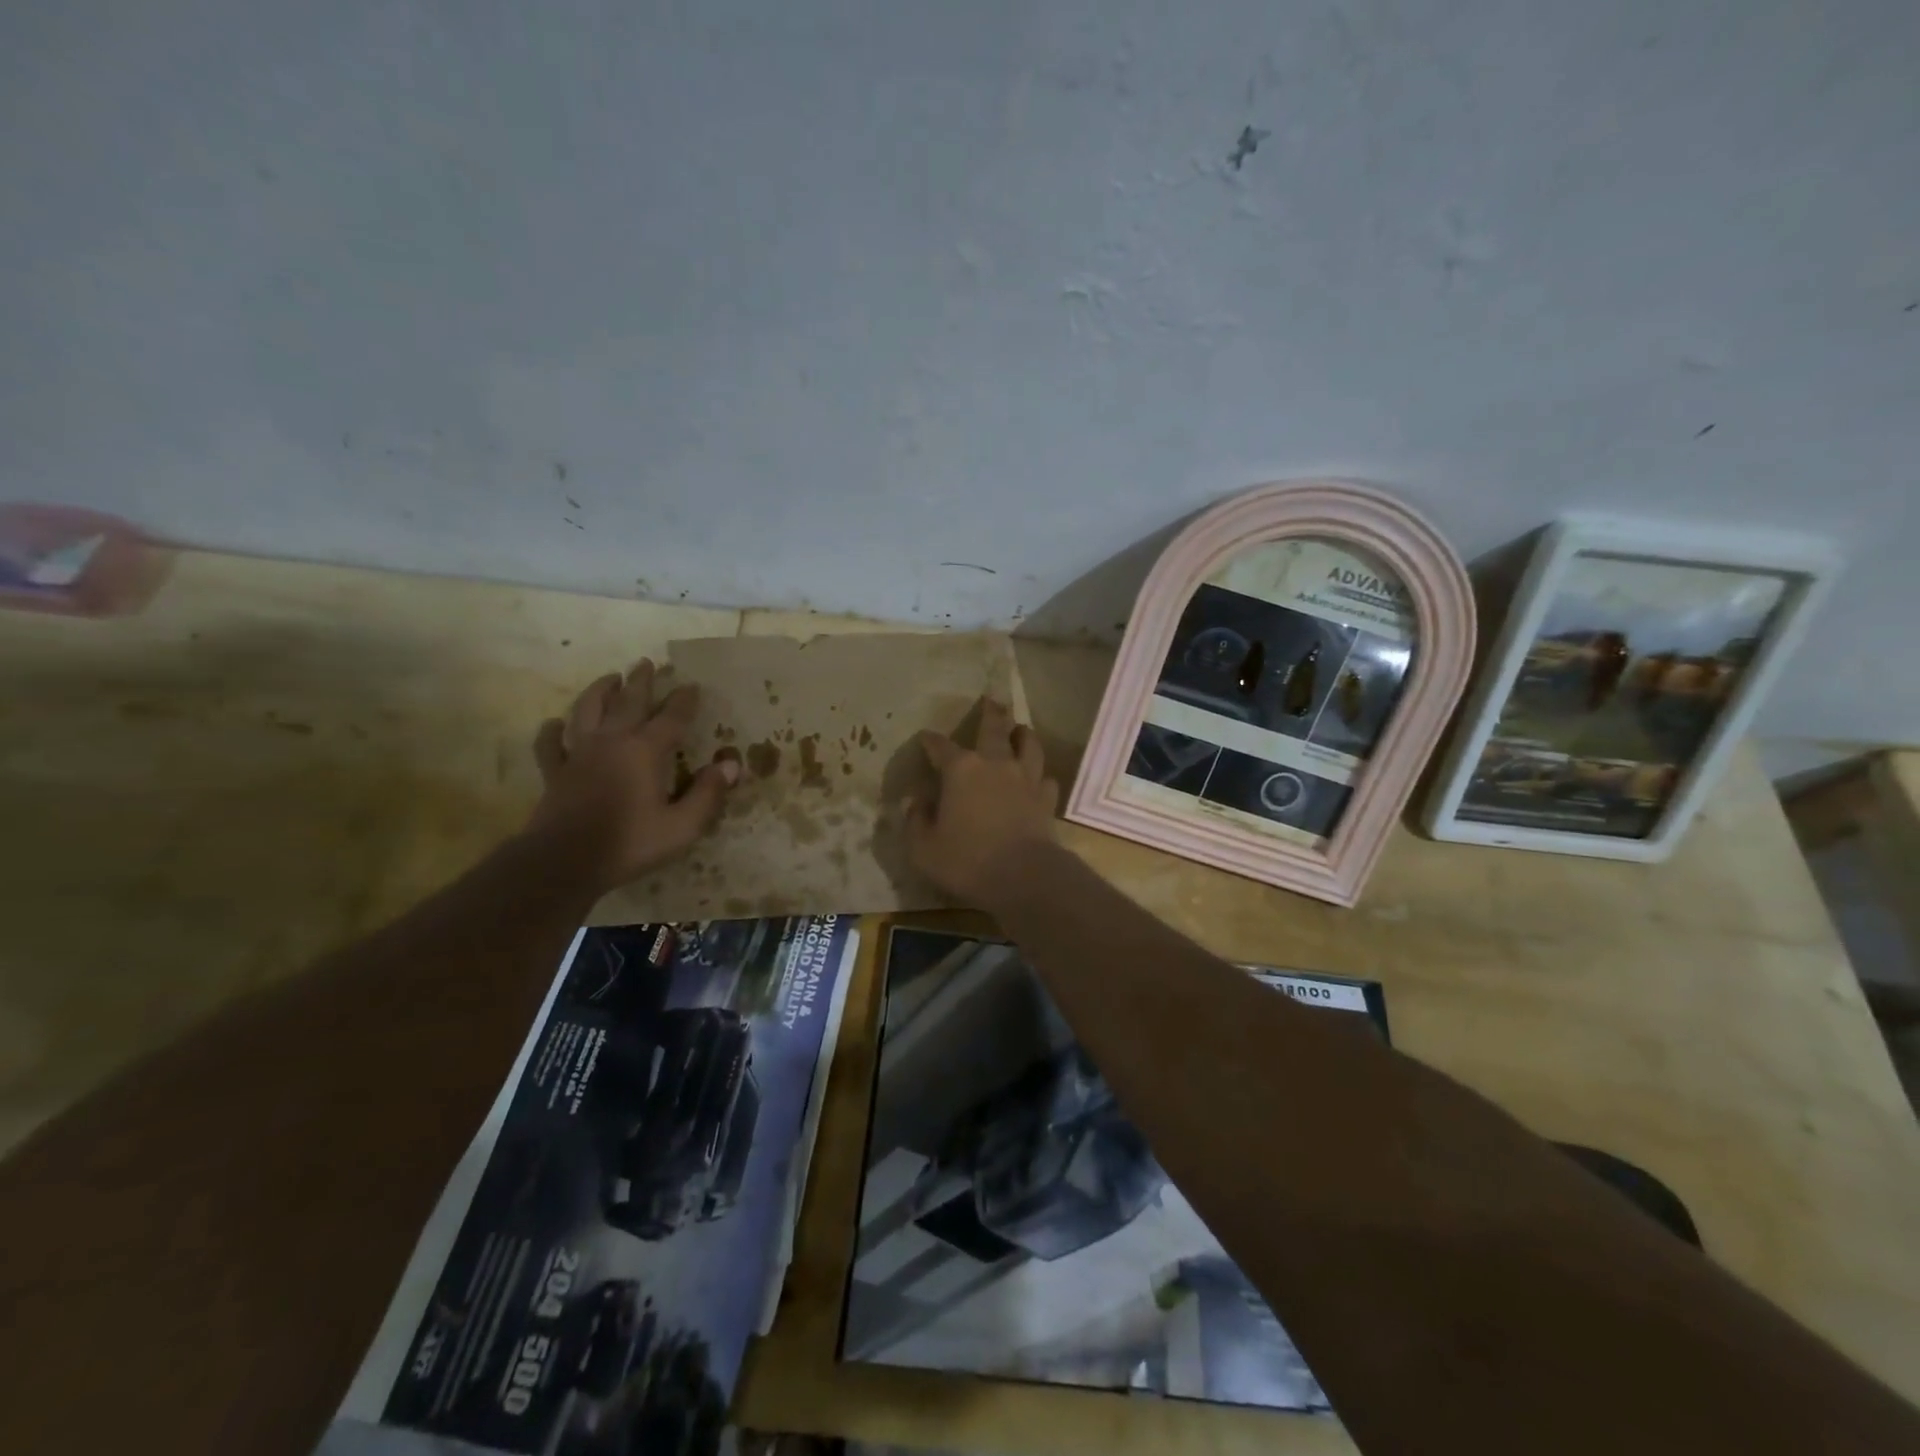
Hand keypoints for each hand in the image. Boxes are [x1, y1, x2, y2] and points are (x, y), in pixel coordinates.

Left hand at [527, 660, 737, 890]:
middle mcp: (612, 741)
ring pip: (587, 711)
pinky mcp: (555, 772)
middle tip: (646, 662)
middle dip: (641, 681)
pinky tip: (555, 724)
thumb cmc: (629, 843)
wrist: (564, 863)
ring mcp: (579, 754)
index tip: (692, 685)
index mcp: (645, 751)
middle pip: (627, 701)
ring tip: (609, 678)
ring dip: (599, 691)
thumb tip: (730, 765)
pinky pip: (551, 744)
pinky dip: (553, 731)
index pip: (671, 717)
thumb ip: (707, 794)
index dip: (684, 700)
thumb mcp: (682, 826)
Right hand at [905, 698, 1059, 905]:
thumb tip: (915, 803)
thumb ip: (915, 821)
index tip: (926, 738)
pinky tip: (1037, 779)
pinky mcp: (1046, 798)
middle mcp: (995, 764)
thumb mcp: (923, 848)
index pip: (941, 746)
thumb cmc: (966, 860)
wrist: (1023, 876)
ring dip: (1023, 734)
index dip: (931, 741)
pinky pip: (1046, 778)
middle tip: (992, 699)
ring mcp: (1025, 779)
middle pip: (994, 728)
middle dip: (990, 713)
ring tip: (1020, 730)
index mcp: (960, 770)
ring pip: (1028, 744)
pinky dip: (1040, 775)